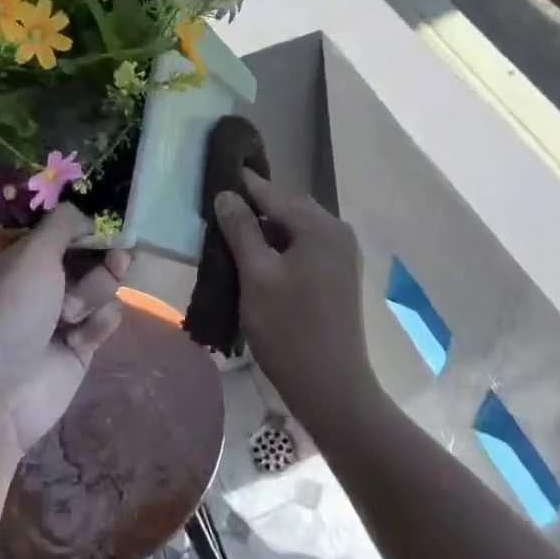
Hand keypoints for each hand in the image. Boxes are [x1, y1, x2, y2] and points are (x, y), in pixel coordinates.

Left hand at [0, 204, 128, 461]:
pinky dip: (100, 322)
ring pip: (102, 288)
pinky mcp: (79, 347)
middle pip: (91, 258)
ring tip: (72, 314)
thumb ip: (64, 225)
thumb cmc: (10, 312)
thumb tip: (88, 216)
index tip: (110, 231)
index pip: (66, 233)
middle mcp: (42, 283)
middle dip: (104, 259)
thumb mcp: (33, 254)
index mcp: (23, 258)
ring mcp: (62, 316)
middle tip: (117, 260)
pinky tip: (81, 334)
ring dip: (95, 293)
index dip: (91, 230)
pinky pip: (105, 320)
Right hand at [213, 172, 376, 439]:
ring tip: (231, 232)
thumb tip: (226, 194)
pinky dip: (280, 248)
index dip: (244, 184)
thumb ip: (241, 230)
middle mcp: (337, 232)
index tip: (218, 170)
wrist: (332, 388)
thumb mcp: (256, 275)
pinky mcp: (338, 277)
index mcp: (320, 227)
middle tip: (218, 207)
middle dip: (255, 208)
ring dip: (266, 230)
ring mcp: (342, 255)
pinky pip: (304, 248)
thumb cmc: (289, 329)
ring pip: (295, 230)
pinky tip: (257, 259)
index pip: (274, 193)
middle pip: (288, 209)